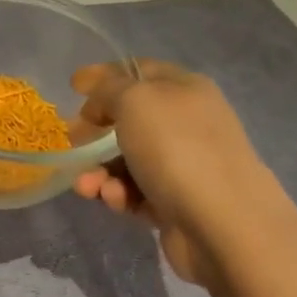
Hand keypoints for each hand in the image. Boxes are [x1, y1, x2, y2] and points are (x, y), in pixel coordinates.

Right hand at [71, 60, 288, 285]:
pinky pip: (136, 193)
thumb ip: (109, 88)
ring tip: (87, 186)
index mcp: (185, 89)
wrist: (223, 224)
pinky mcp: (176, 204)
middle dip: (96, 131)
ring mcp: (184, 165)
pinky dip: (119, 195)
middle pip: (131, 119)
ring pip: (128, 160)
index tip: (73, 88)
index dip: (105, 76)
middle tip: (73, 141)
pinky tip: (115, 201)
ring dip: (100, 171)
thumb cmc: (177, 149)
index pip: (140, 71)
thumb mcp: (135, 101)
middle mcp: (187, 123)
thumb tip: (95, 89)